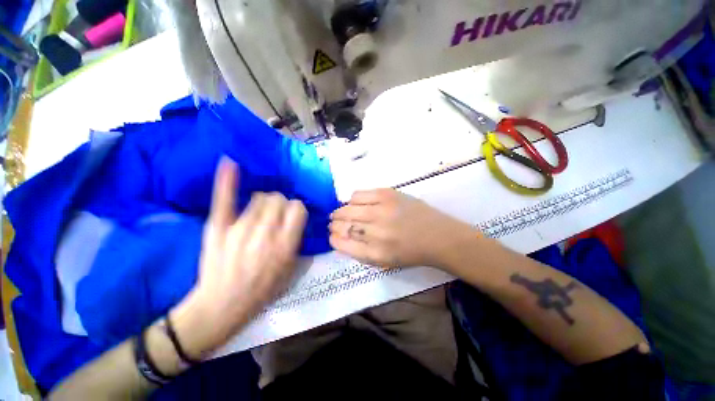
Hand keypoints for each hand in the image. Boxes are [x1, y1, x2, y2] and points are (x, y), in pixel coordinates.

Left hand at [172, 158, 306, 357]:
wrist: (222, 305)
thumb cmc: (262, 289)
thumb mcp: (291, 268)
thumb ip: (297, 239)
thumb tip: (296, 218)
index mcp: (285, 244)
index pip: (298, 208)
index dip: (297, 209)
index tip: (293, 215)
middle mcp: (265, 233)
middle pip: (278, 199)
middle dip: (281, 204)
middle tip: (275, 215)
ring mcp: (239, 228)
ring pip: (259, 197)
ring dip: (264, 202)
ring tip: (259, 214)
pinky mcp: (217, 227)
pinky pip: (225, 198)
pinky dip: (227, 180)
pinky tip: (230, 163)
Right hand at [329, 189, 478, 268]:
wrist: (438, 235)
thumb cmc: (411, 252)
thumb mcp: (384, 262)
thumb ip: (360, 252)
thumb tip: (340, 238)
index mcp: (375, 253)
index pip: (342, 244)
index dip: (333, 238)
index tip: (332, 235)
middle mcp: (376, 232)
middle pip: (342, 224)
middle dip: (334, 224)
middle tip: (334, 222)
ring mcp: (381, 210)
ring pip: (348, 208)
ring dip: (340, 211)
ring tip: (342, 212)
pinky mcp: (387, 194)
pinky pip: (359, 194)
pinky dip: (353, 199)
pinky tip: (355, 203)